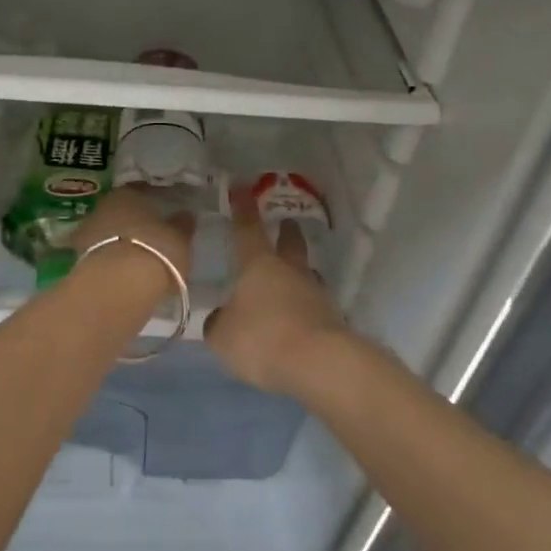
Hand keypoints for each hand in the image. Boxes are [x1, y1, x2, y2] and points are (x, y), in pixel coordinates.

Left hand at [69, 185, 194, 299]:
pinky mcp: (79, 258)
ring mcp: (87, 232)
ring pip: (109, 232)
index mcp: (128, 193)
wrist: (117, 286)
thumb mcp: (179, 239)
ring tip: (138, 256)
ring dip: (121, 240)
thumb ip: (182, 225)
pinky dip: (112, 259)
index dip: (154, 201)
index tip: (164, 212)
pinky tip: (123, 271)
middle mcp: (104, 206)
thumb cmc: (156, 251)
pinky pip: (102, 254)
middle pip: (121, 211)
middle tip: (151, 234)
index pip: (142, 190)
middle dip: (134, 221)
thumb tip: (185, 215)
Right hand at [204, 188, 350, 394]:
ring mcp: (315, 293)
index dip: (242, 208)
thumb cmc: (262, 338)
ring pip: (305, 273)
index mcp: (259, 265)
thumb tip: (222, 317)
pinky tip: (296, 319)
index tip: (241, 188)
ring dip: (298, 272)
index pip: (247, 229)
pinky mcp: (331, 318)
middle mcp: (290, 271)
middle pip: (290, 243)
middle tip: (286, 223)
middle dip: (287, 232)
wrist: (319, 362)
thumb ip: (218, 322)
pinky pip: (313, 305)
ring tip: (289, 279)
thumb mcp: (223, 335)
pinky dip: (304, 307)